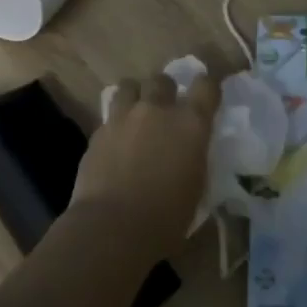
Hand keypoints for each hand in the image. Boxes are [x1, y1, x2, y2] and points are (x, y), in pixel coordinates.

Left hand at [72, 72, 219, 264]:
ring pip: (129, 86)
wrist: (113, 226)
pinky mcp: (98, 131)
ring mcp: (124, 117)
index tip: (207, 92)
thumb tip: (191, 154)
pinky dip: (116, 122)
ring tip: (136, 114)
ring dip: (136, 96)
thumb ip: (195, 160)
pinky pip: (110, 115)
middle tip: (165, 108)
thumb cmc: (166, 218)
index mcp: (190, 124)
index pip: (206, 86)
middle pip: (162, 80)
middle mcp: (157, 111)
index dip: (208, 85)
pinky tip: (116, 141)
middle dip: (165, 89)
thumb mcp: (196, 188)